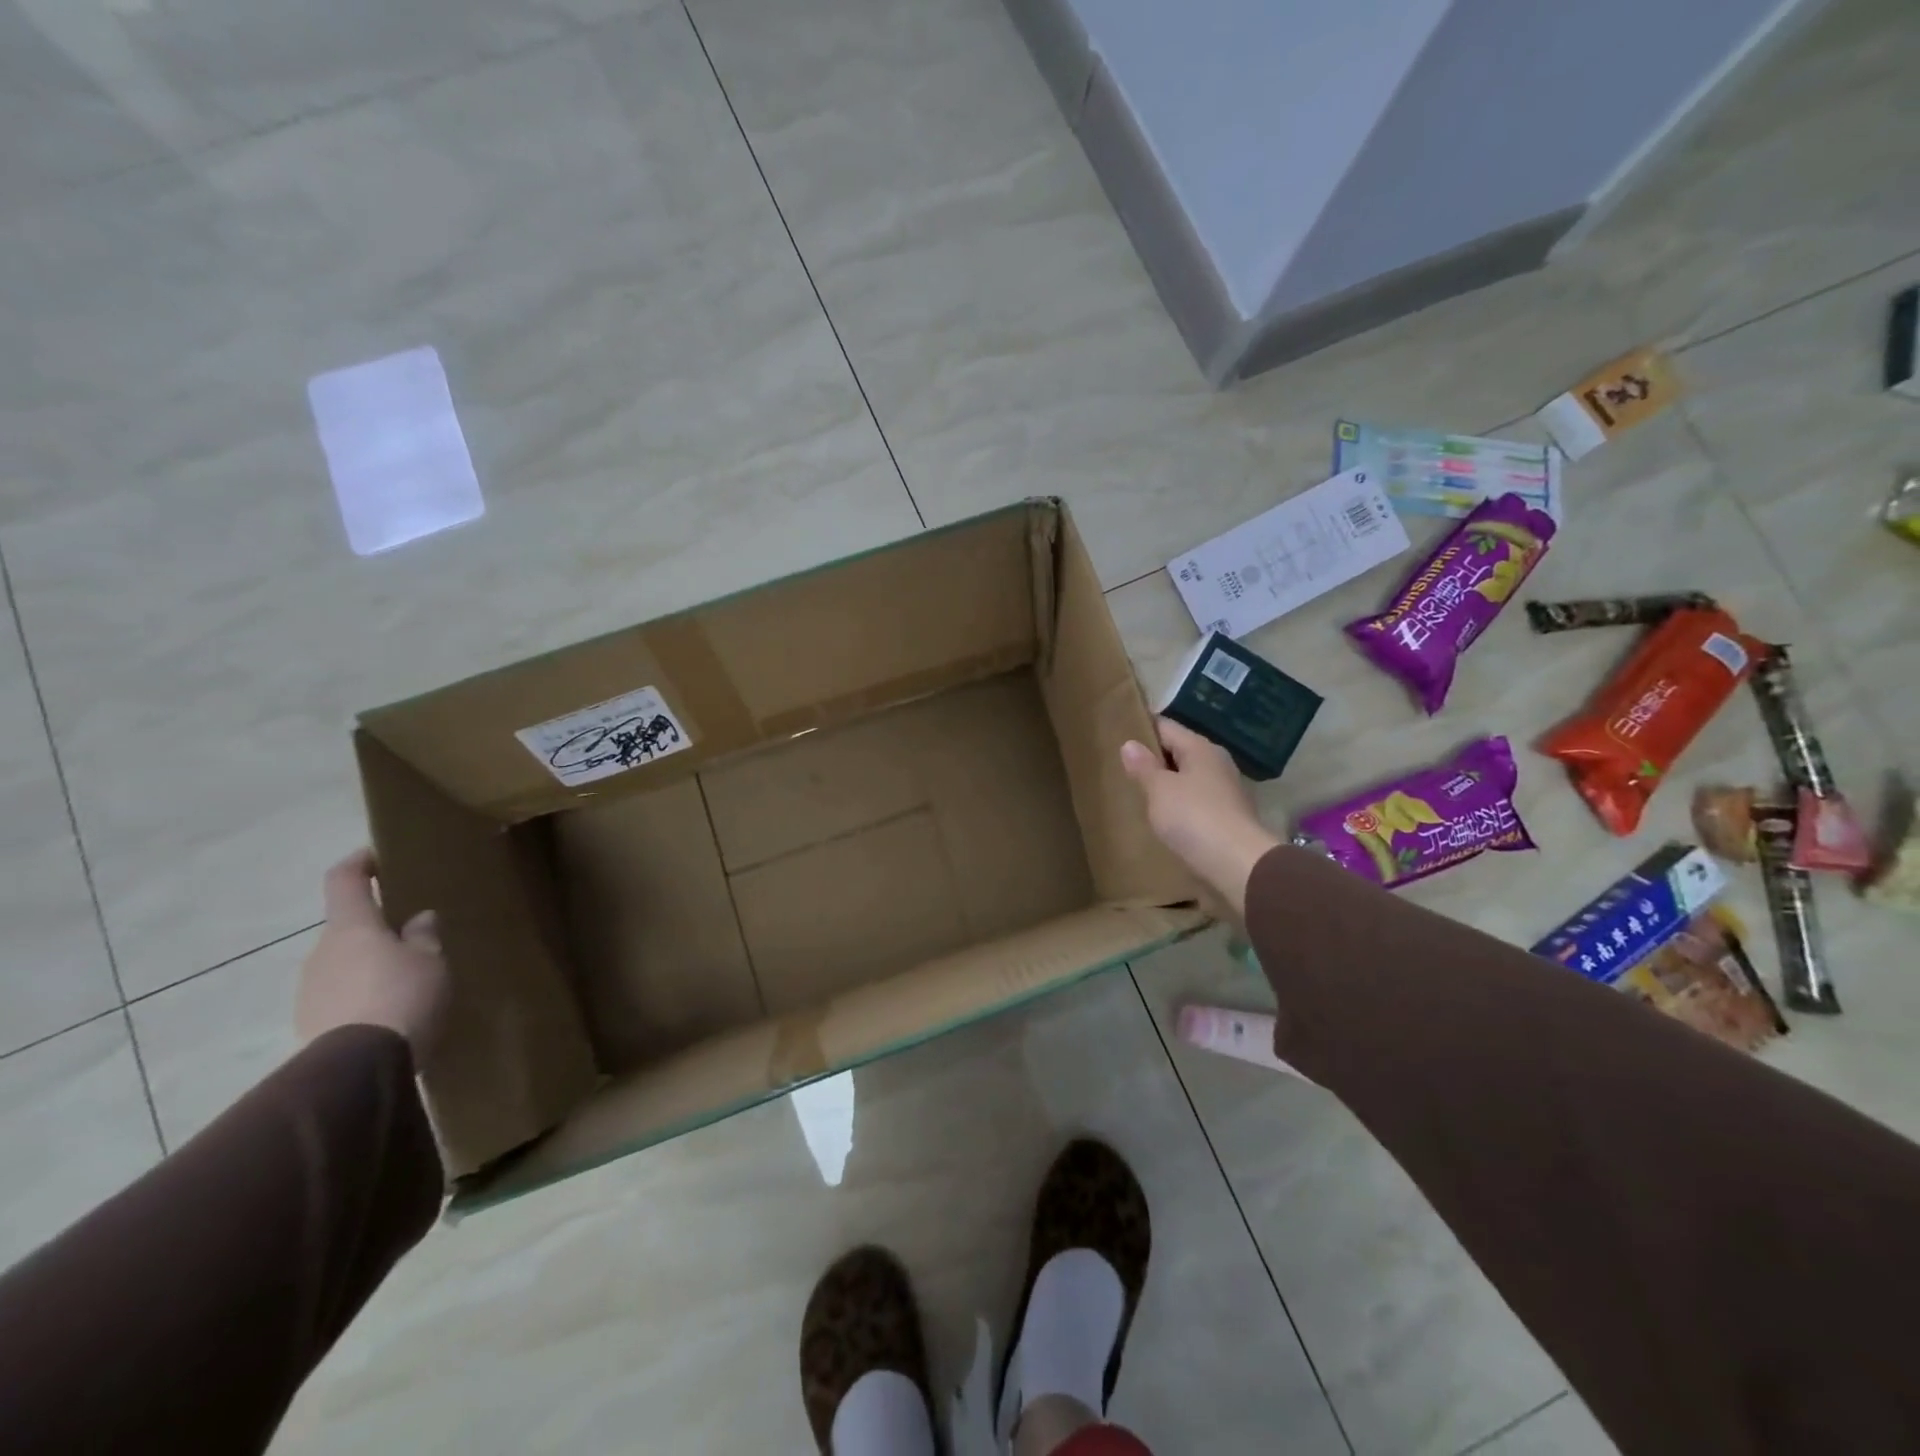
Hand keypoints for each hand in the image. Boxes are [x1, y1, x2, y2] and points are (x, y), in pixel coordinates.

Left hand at [296, 849, 450, 1062]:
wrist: (359, 1066)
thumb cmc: (402, 995)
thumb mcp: (430, 960)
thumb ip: (423, 936)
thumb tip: (418, 918)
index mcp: (351, 927)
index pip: (344, 881)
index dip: (358, 863)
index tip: (375, 855)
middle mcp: (321, 951)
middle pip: (347, 928)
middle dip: (375, 928)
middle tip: (412, 935)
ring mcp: (310, 989)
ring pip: (343, 963)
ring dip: (369, 964)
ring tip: (406, 978)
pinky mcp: (310, 1022)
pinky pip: (341, 995)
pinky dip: (363, 994)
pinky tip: (391, 1008)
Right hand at [1121, 719, 1280, 918]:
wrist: (1238, 865)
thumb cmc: (1194, 818)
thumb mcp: (1159, 790)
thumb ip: (1143, 766)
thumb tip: (1130, 744)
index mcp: (1200, 748)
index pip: (1166, 727)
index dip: (1141, 729)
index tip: (1118, 735)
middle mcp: (1217, 763)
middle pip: (1179, 752)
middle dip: (1154, 759)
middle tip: (1123, 768)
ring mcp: (1226, 790)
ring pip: (1189, 778)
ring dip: (1168, 784)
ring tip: (1139, 794)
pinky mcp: (1228, 817)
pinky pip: (1197, 802)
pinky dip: (1180, 805)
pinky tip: (1164, 818)